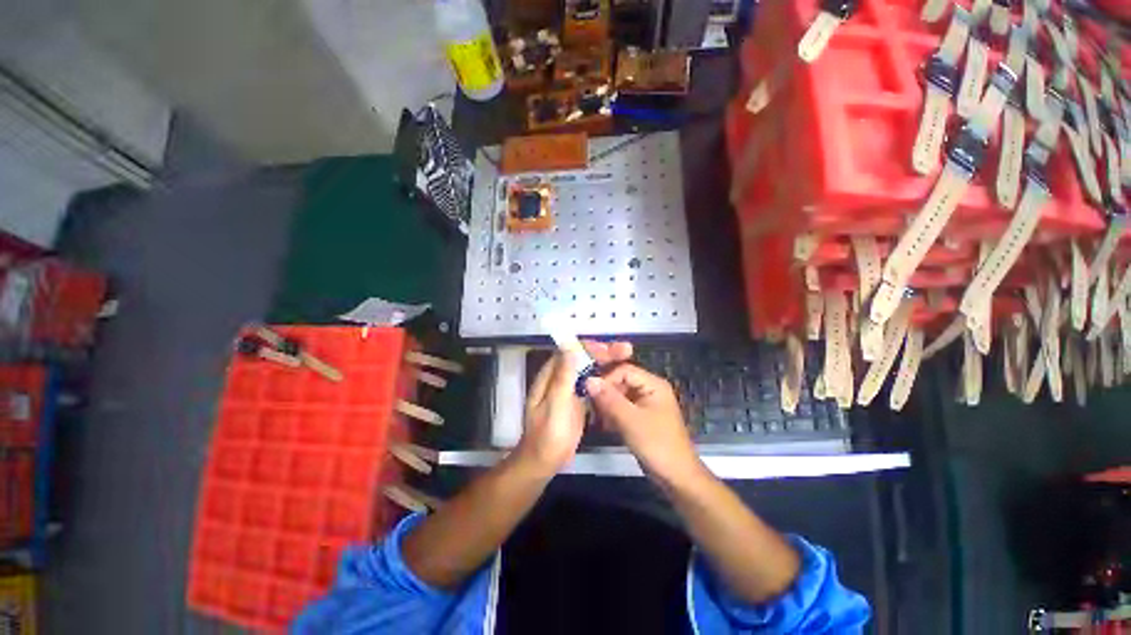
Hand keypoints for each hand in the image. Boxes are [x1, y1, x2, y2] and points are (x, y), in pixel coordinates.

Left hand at [517, 341, 633, 475]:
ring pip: (589, 370)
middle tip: (625, 350)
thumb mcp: (556, 404)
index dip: (589, 347)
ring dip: (606, 362)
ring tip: (626, 356)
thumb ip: (563, 376)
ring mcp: (569, 389)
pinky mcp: (578, 401)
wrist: (545, 462)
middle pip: (582, 359)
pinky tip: (620, 377)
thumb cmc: (548, 434)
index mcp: (550, 376)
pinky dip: (605, 378)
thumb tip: (569, 346)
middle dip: (602, 353)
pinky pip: (593, 384)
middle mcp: (560, 378)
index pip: (570, 351)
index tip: (607, 348)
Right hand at [584, 364, 701, 484]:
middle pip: (621, 381)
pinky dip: (611, 414)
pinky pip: (622, 408)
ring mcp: (645, 404)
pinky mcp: (641, 418)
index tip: (590, 391)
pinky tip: (601, 424)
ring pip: (619, 395)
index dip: (606, 378)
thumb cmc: (657, 445)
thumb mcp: (630, 420)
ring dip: (606, 404)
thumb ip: (609, 399)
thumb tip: (588, 380)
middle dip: (604, 392)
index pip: (623, 369)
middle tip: (589, 404)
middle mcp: (649, 389)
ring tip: (594, 416)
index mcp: (653, 384)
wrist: (676, 477)